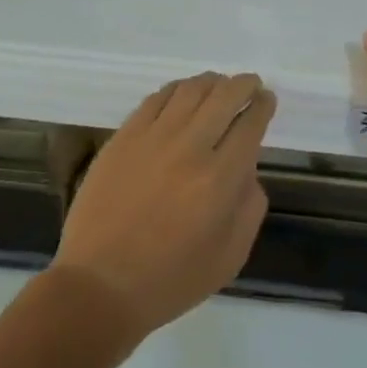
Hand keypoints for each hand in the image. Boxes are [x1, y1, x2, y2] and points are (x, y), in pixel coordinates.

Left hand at [53, 72, 274, 341]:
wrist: (100, 285)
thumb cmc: (171, 279)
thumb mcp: (230, 256)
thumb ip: (250, 206)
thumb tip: (247, 168)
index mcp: (220, 179)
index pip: (250, 124)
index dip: (263, 106)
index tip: (267, 100)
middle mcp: (190, 148)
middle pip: (224, 96)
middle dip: (243, 85)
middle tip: (250, 84)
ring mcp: (152, 138)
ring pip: (189, 90)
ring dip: (211, 82)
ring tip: (218, 85)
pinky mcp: (123, 138)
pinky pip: (155, 99)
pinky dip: (176, 90)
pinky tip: (182, 94)